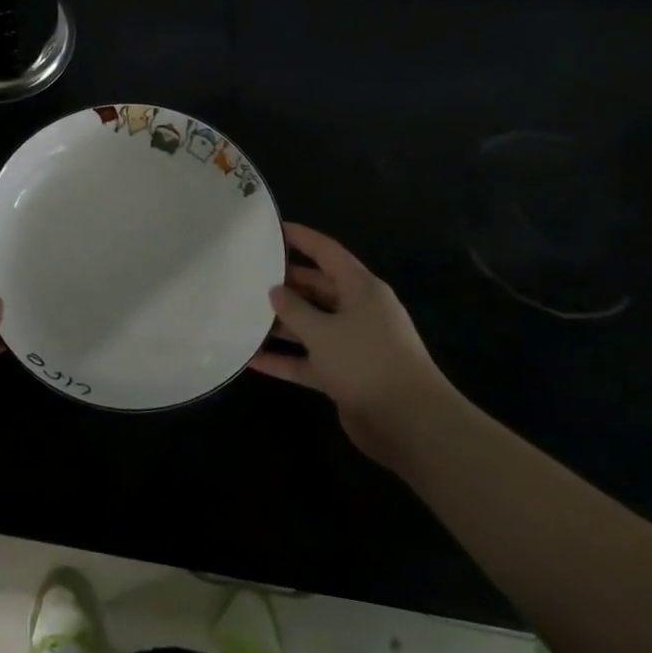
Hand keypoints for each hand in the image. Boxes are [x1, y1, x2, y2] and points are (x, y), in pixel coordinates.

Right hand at [249, 223, 461, 468]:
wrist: (409, 423)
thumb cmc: (366, 361)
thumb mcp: (323, 331)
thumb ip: (294, 310)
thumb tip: (276, 292)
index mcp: (361, 289)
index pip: (327, 253)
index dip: (301, 238)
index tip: (272, 229)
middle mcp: (358, 311)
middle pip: (317, 289)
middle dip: (285, 284)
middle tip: (247, 276)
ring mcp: (352, 345)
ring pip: (310, 326)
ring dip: (280, 324)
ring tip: (241, 315)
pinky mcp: (345, 375)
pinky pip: (308, 360)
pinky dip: (285, 360)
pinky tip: (251, 360)